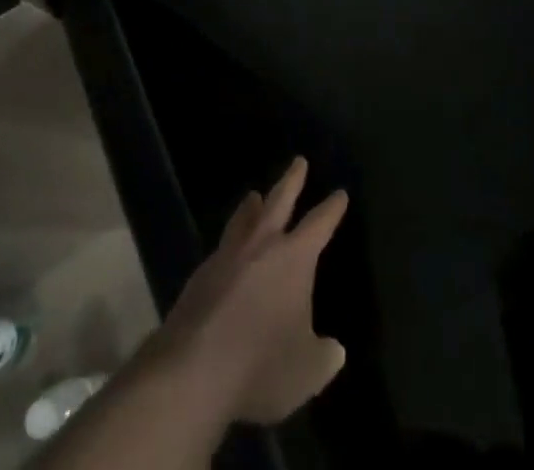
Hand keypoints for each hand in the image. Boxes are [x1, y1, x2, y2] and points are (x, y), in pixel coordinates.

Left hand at [150, 157, 348, 424]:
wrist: (194, 370)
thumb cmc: (262, 364)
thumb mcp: (307, 371)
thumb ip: (323, 356)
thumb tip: (333, 350)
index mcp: (294, 258)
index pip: (319, 224)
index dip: (331, 209)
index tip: (339, 193)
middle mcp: (261, 245)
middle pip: (279, 202)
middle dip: (291, 180)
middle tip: (298, 161)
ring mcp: (227, 256)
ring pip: (243, 220)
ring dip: (250, 207)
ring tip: (253, 196)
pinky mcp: (200, 276)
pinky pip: (221, 249)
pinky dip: (229, 244)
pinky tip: (227, 253)